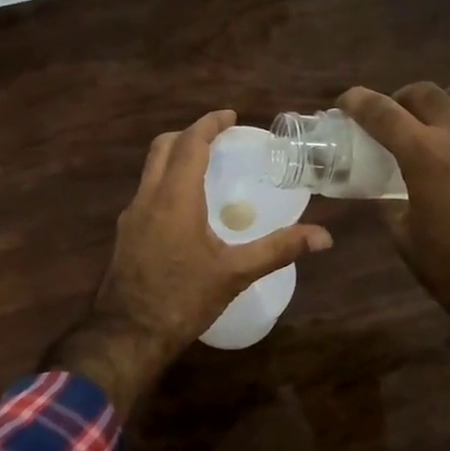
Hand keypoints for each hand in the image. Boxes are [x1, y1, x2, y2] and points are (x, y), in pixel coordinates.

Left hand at [95, 109, 332, 357]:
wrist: (128, 334)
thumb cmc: (182, 299)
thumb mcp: (235, 273)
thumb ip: (278, 249)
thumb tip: (324, 237)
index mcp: (175, 197)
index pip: (190, 143)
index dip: (209, 124)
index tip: (230, 116)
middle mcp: (148, 198)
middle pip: (162, 147)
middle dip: (189, 134)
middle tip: (217, 139)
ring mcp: (131, 216)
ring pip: (150, 170)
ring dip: (174, 158)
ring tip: (205, 169)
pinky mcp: (125, 234)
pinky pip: (146, 192)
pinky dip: (165, 182)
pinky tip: (185, 208)